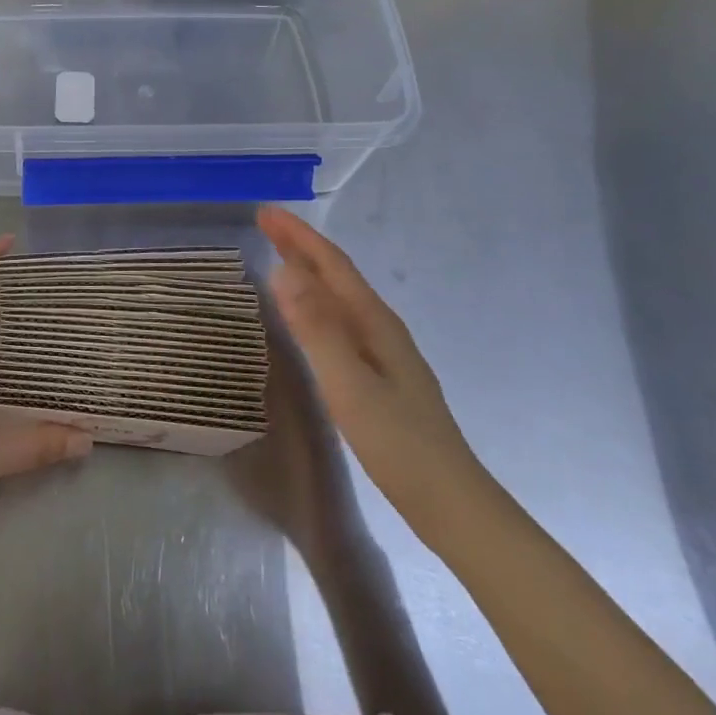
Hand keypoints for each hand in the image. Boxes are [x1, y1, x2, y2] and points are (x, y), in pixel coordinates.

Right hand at [258, 206, 487, 529]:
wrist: (451, 502)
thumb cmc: (397, 442)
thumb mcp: (349, 383)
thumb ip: (317, 327)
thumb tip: (284, 270)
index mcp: (375, 322)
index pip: (332, 265)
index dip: (298, 236)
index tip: (264, 212)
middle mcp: (382, 327)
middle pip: (338, 274)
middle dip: (301, 245)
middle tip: (265, 223)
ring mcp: (385, 351)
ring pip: (341, 296)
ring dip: (310, 270)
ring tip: (280, 257)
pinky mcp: (381, 374)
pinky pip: (341, 319)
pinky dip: (318, 302)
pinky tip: (311, 316)